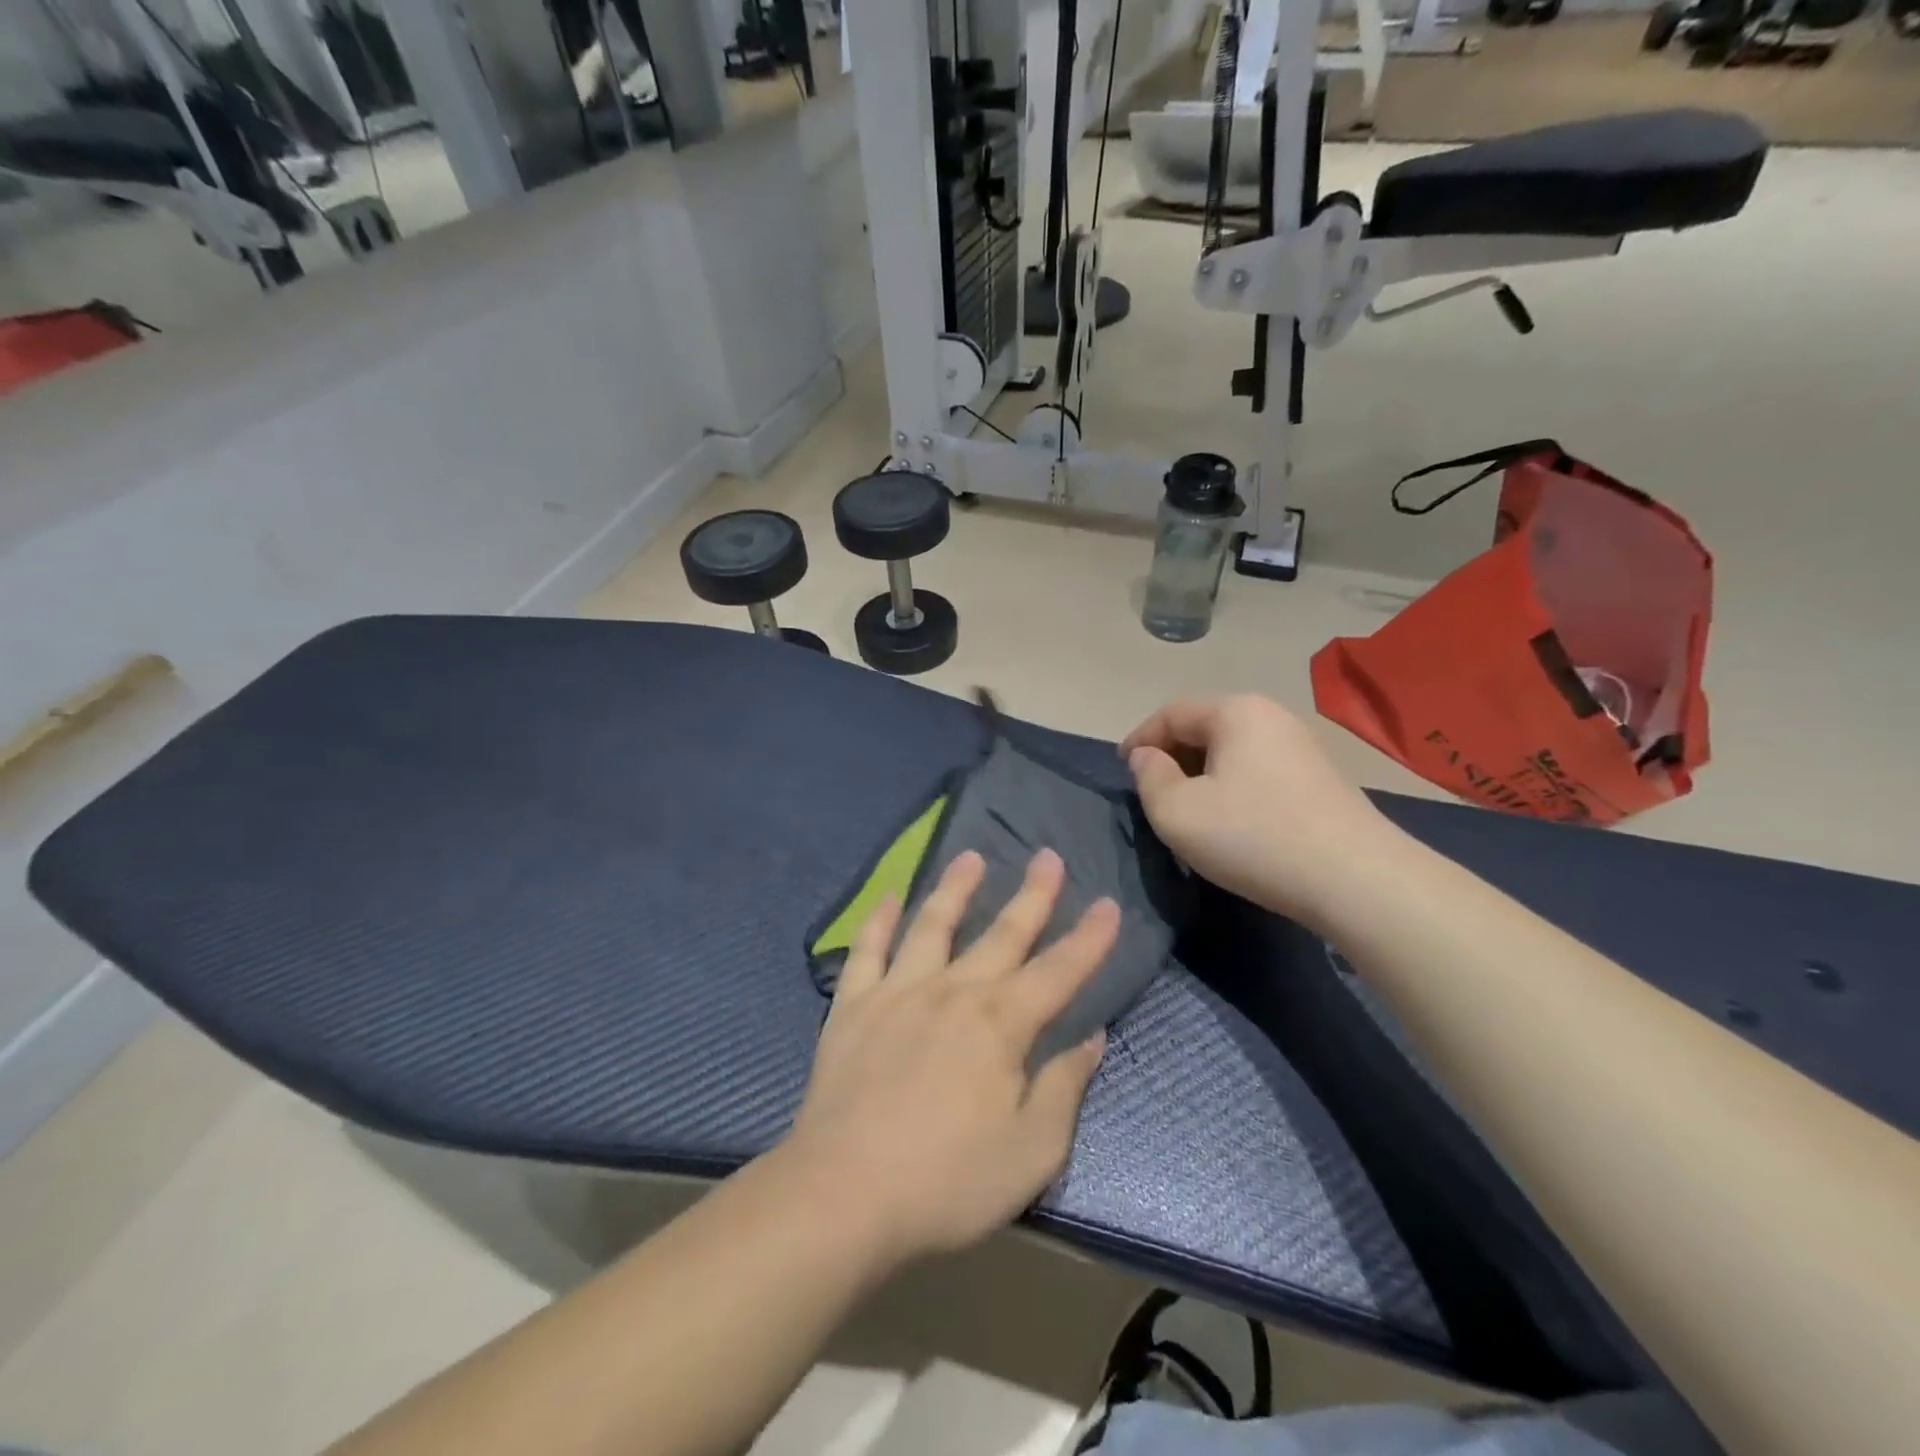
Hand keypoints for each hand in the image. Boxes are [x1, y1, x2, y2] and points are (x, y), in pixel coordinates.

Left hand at [785, 848, 1116, 1267]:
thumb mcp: (1031, 1152)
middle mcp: (954, 991)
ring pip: (934, 924)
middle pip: (1003, 933)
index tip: (1108, 903)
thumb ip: (1064, 1088)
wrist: (843, 1195)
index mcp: (1001, 1024)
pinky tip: (890, 896)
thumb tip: (1092, 1038)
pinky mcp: (853, 1004)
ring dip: (956, 888)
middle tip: (1049, 856)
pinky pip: (867, 949)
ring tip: (972, 856)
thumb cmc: (947, 1181)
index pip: (1059, 971)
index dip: (1089, 938)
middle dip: (1032, 894)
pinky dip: (880, 919)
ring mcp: (898, 991)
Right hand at [1121, 694, 1396, 924]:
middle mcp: (1271, 716)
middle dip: (1171, 755)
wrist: (1356, 880)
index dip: (1140, 739)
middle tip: (1151, 791)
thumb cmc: (1253, 837)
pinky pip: (1258, 769)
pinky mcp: (1320, 778)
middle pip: (1204, 726)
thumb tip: (1148, 757)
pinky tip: (1230, 820)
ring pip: (1233, 750)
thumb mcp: (1177, 812)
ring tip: (1187, 808)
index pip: (1171, 713)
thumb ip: (1149, 777)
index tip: (1121, 769)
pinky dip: (1232, 785)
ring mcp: (1302, 746)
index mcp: (1235, 712)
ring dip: (1201, 773)